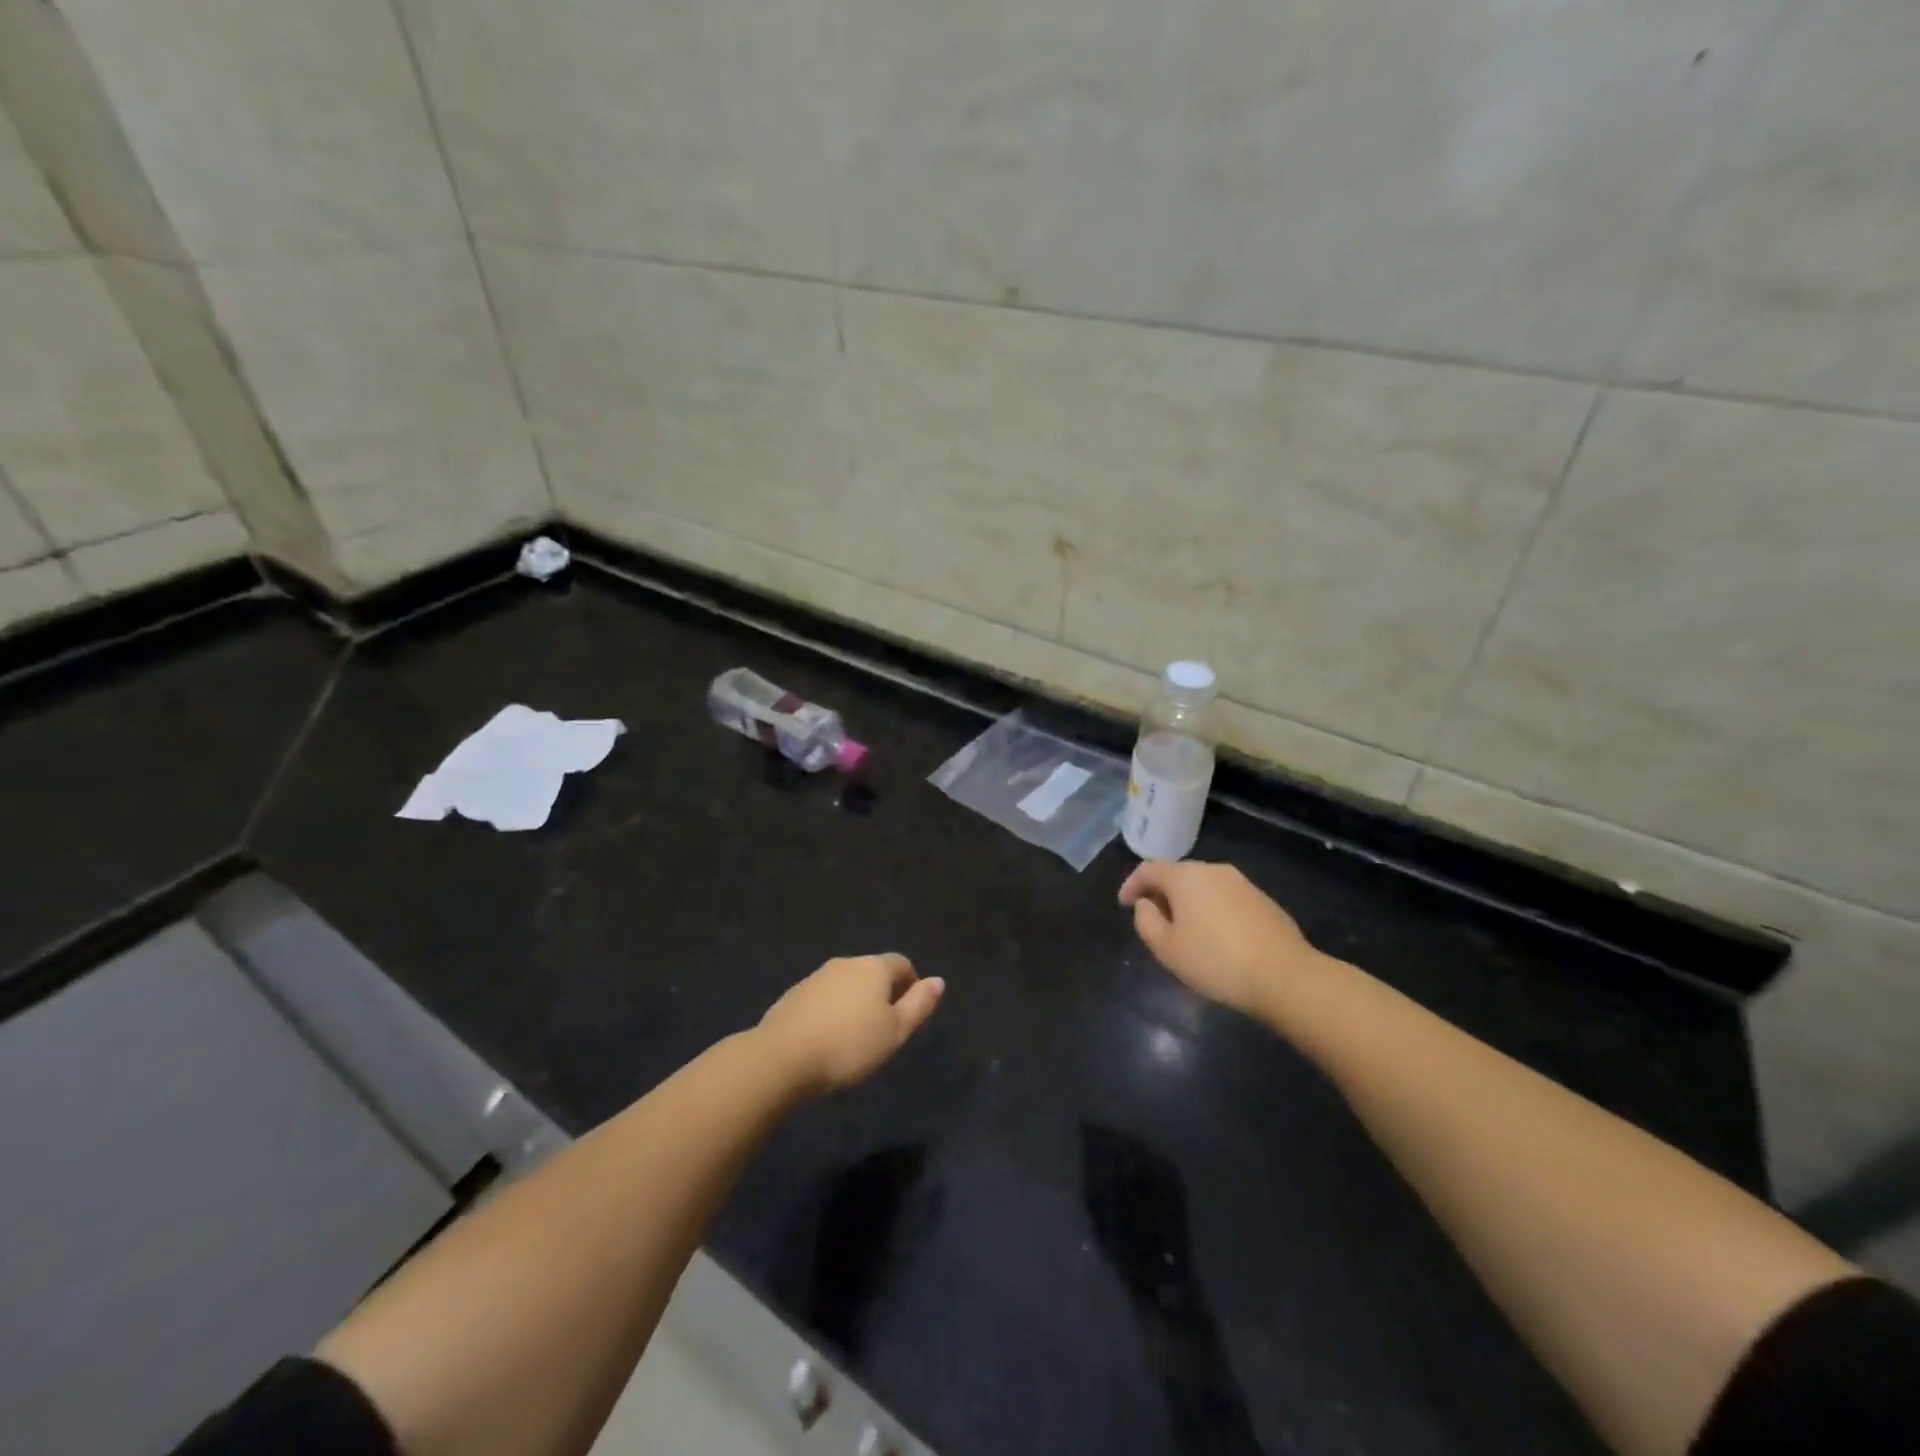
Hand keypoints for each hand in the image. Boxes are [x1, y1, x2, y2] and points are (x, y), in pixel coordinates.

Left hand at [758, 954, 944, 1095]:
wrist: (782, 1057)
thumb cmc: (849, 1045)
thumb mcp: (895, 1032)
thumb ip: (919, 1005)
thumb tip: (938, 980)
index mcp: (873, 967)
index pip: (902, 963)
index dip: (911, 984)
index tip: (909, 1013)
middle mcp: (845, 963)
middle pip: (872, 971)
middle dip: (882, 993)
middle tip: (884, 1028)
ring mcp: (815, 977)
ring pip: (846, 984)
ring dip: (855, 1002)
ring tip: (854, 1036)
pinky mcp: (793, 995)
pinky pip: (823, 997)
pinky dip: (831, 1011)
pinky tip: (827, 1038)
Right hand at [1119, 860, 1318, 1020]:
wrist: (1285, 976)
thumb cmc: (1215, 961)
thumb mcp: (1166, 948)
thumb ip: (1146, 921)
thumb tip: (1146, 904)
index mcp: (1185, 876)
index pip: (1149, 869)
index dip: (1132, 884)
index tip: (1124, 904)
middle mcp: (1213, 870)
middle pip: (1178, 874)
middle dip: (1161, 892)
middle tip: (1153, 918)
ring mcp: (1242, 883)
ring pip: (1203, 885)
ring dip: (1188, 901)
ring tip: (1183, 929)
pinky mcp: (1263, 900)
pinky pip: (1225, 898)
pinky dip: (1211, 909)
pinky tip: (1215, 936)